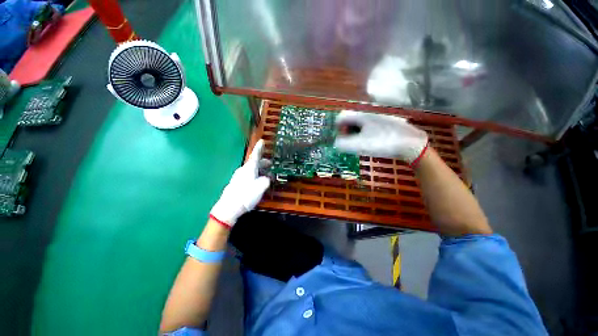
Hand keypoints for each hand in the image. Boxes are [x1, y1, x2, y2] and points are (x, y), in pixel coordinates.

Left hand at [210, 140, 270, 227]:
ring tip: (266, 174)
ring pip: (251, 170)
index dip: (259, 148)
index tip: (262, 141)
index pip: (255, 155)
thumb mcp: (260, 187)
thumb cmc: (246, 195)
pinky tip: (258, 182)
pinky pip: (248, 176)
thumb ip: (265, 181)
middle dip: (263, 162)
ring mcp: (239, 177)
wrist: (229, 208)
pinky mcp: (237, 184)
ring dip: (259, 170)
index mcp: (249, 168)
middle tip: (270, 164)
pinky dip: (255, 176)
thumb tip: (266, 178)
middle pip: (254, 163)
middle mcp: (243, 170)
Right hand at [334, 110, 428, 164]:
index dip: (337, 128)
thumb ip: (344, 144)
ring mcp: (377, 119)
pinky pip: (368, 127)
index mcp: (361, 116)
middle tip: (351, 143)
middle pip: (350, 120)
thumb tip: (335, 143)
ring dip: (355, 134)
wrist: (410, 143)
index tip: (341, 138)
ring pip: (359, 124)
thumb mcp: (360, 145)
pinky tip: (371, 142)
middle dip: (346, 132)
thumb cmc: (383, 142)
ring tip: (361, 144)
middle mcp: (368, 114)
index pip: (341, 117)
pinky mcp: (384, 124)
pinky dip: (364, 134)